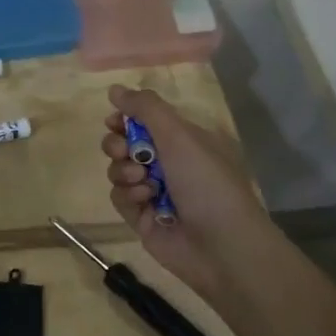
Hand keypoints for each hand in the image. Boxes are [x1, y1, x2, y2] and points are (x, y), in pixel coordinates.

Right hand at [101, 84, 270, 287]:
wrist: (222, 247)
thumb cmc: (207, 183)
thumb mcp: (179, 136)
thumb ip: (145, 108)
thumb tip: (114, 89)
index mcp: (183, 141)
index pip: (144, 120)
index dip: (125, 119)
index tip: (114, 120)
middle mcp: (168, 164)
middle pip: (124, 144)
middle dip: (118, 145)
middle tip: (125, 151)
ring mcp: (154, 192)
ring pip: (118, 170)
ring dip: (124, 172)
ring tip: (142, 182)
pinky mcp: (142, 218)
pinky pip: (119, 197)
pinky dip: (128, 196)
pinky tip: (145, 202)